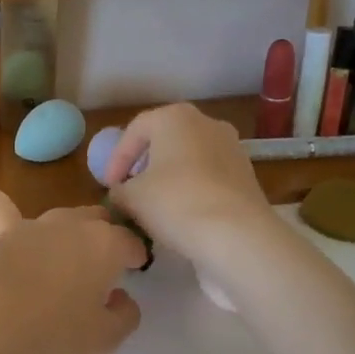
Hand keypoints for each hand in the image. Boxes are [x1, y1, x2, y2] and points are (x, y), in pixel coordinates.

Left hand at [0, 207, 145, 353]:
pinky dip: (42, 249)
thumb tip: (122, 298)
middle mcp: (71, 223)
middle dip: (105, 236)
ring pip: (64, 223)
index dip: (136, 256)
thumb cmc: (52, 329)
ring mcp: (34, 225)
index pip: (130, 241)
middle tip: (104, 265)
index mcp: (104, 242)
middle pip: (97, 220)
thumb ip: (125, 316)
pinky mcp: (2, 235)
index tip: (135, 269)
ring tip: (69, 269)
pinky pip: (34, 236)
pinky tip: (36, 273)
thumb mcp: (104, 337)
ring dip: (72, 239)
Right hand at [102, 104, 277, 269]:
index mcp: (175, 117)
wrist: (238, 236)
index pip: (135, 131)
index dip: (116, 159)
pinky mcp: (246, 176)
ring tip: (154, 206)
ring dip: (169, 179)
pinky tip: (181, 215)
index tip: (108, 186)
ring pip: (189, 160)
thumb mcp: (132, 197)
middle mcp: (206, 124)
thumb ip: (120, 190)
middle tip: (129, 189)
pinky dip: (192, 191)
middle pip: (165, 141)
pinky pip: (209, 178)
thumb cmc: (175, 203)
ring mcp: (232, 149)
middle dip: (144, 165)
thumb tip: (121, 193)